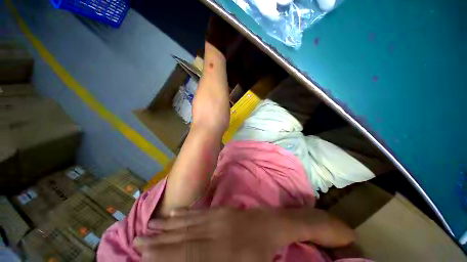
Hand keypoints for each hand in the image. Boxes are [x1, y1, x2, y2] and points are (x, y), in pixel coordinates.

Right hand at [135, 208, 288, 261]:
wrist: (270, 225)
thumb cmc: (259, 254)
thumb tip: (191, 260)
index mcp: (222, 252)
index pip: (187, 254)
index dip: (165, 254)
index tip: (145, 254)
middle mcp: (216, 232)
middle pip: (184, 237)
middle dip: (159, 240)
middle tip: (138, 239)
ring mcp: (219, 217)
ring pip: (189, 222)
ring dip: (168, 225)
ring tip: (150, 225)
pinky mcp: (222, 209)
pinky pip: (200, 212)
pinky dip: (185, 214)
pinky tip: (174, 213)